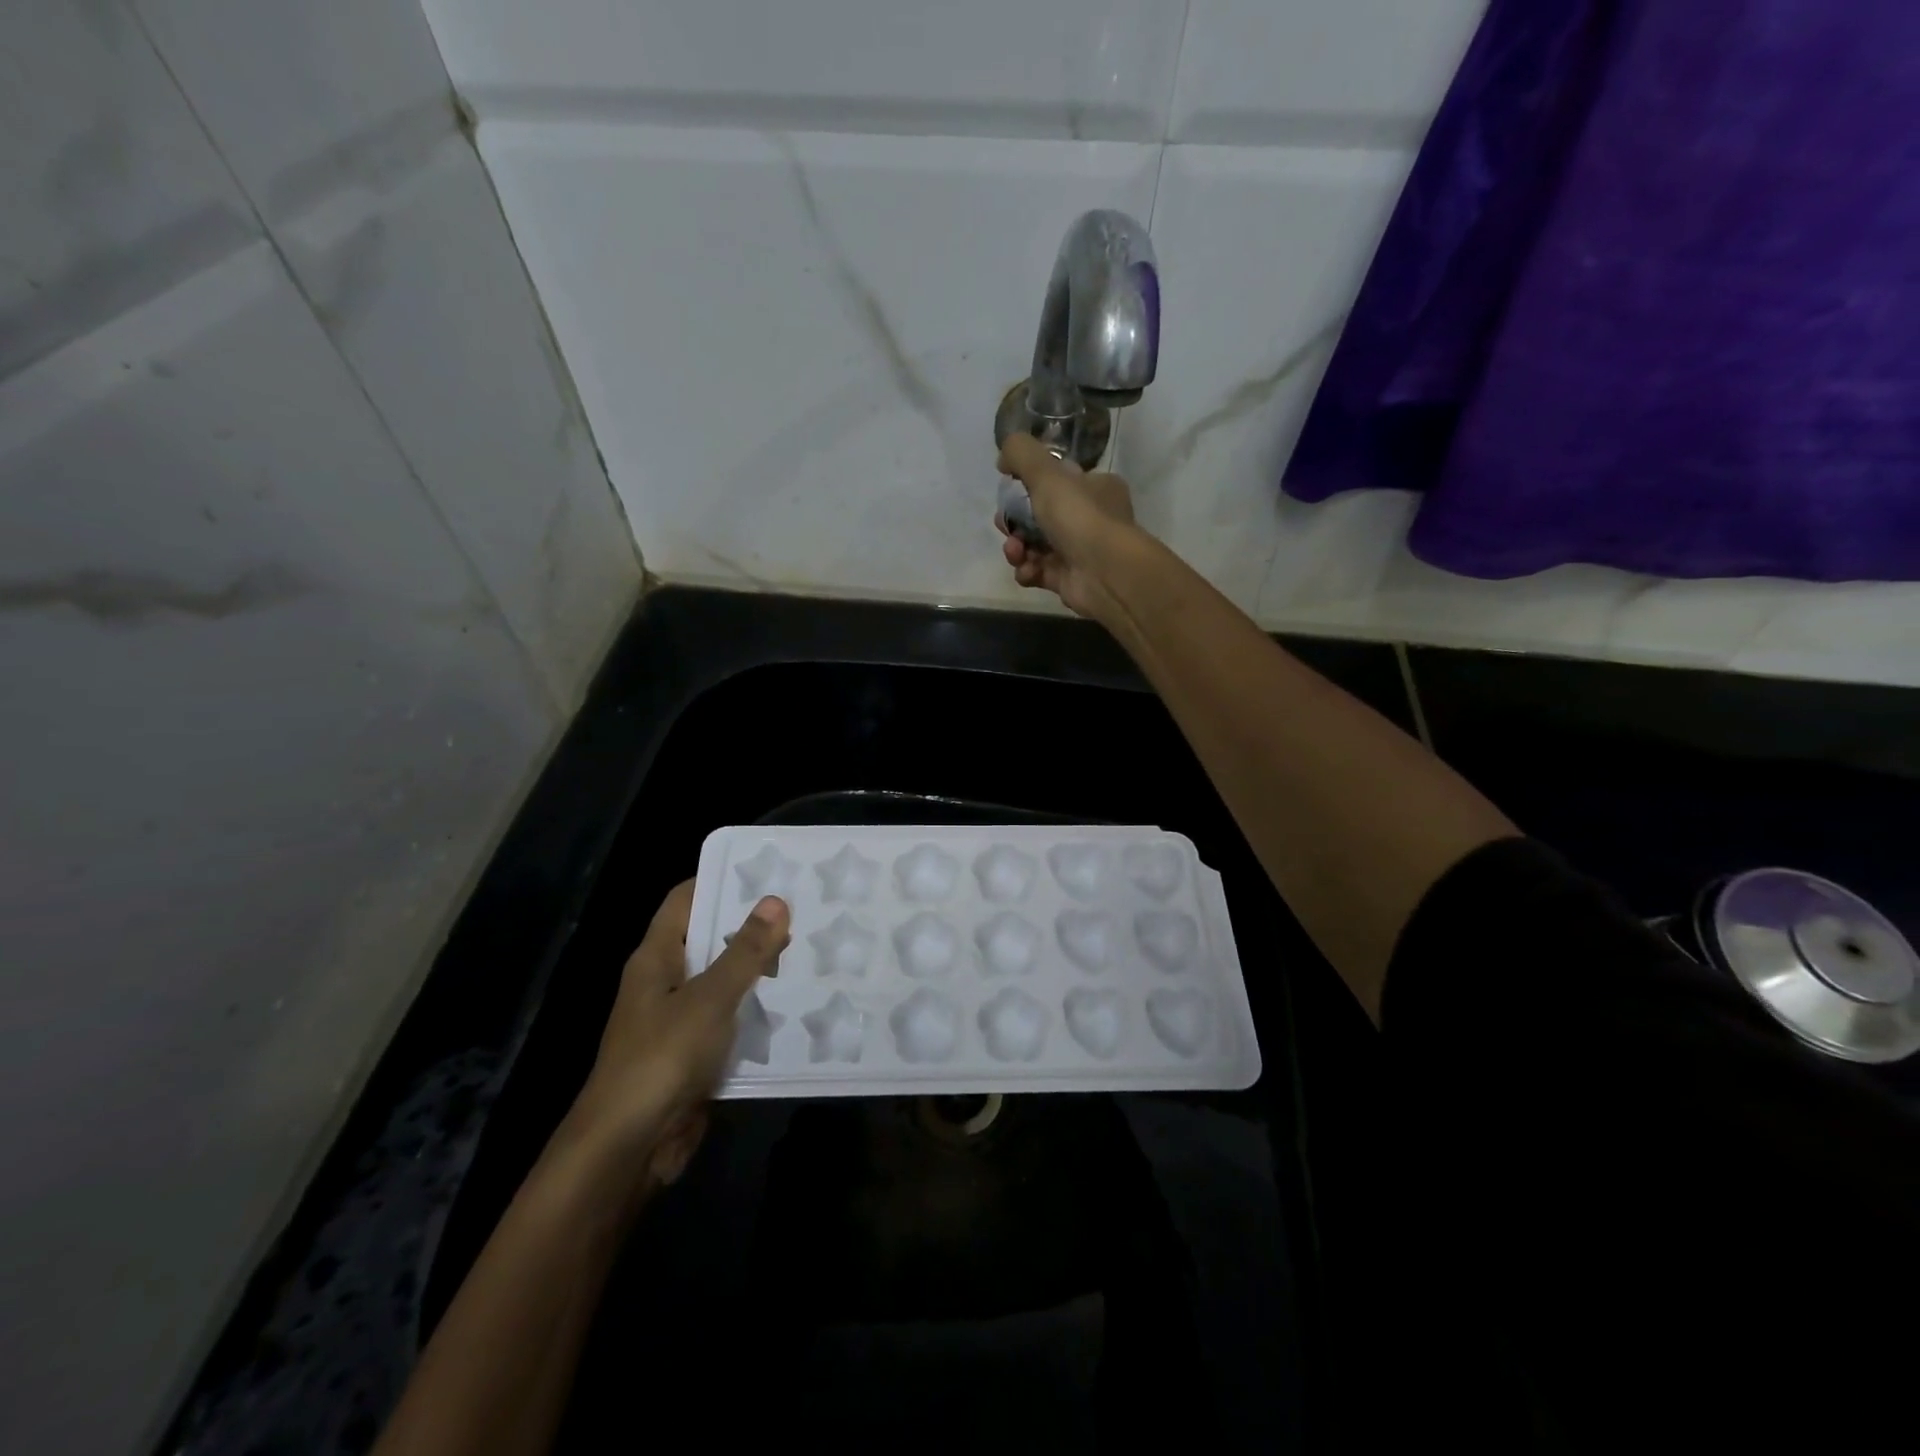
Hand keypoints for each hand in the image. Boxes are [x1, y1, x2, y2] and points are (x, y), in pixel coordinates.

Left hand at [566, 882, 790, 1186]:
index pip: (686, 899)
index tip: (768, 871)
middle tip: (805, 908)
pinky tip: (797, 1004)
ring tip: (812, 949)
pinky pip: (730, 1020)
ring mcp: (678, 1019)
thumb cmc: (661, 1059)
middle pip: (710, 938)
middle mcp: (665, 982)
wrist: (627, 1149)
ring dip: (760, 970)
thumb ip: (745, 952)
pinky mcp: (694, 1053)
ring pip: (724, 981)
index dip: (722, 880)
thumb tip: (775, 900)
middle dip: (752, 925)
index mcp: (656, 958)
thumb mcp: (709, 999)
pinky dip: (757, 1011)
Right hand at [995, 433, 1141, 621]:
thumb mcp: (1047, 472)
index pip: (1057, 480)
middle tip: (1004, 524)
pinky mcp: (1069, 579)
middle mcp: (1090, 518)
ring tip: (1015, 552)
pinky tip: (1028, 570)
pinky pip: (1039, 571)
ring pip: (1035, 545)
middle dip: (1015, 521)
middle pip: (1040, 515)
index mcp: (1094, 487)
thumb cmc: (1080, 516)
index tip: (1008, 490)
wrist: (1105, 573)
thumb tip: (1004, 458)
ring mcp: (1080, 551)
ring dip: (1017, 548)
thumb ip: (1020, 454)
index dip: (1029, 484)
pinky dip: (1028, 570)